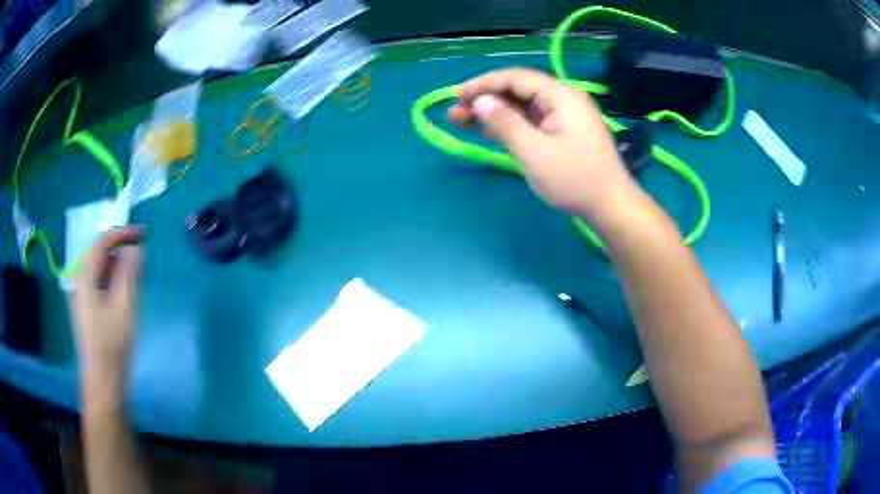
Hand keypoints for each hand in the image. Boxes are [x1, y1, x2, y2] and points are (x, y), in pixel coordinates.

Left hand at [73, 226, 142, 375]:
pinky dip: (112, 277)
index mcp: (85, 276)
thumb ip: (129, 273)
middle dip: (120, 248)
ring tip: (136, 269)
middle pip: (99, 253)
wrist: (102, 377)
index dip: (122, 233)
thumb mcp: (124, 306)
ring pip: (99, 267)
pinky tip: (123, 287)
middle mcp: (80, 279)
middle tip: (141, 251)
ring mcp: (81, 293)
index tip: (143, 233)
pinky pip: (98, 280)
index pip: (102, 242)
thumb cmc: (112, 342)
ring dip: (117, 263)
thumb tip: (136, 248)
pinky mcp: (86, 306)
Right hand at [447, 68, 635, 219]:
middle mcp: (564, 99)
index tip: (456, 95)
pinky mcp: (564, 132)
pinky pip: (532, 121)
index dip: (483, 84)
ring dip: (494, 113)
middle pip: (518, 91)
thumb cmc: (574, 180)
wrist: (610, 207)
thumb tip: (481, 101)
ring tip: (462, 122)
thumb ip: (505, 123)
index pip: (516, 78)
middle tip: (454, 113)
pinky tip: (489, 131)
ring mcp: (565, 116)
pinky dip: (511, 125)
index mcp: (561, 96)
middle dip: (485, 100)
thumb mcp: (534, 152)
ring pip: (523, 106)